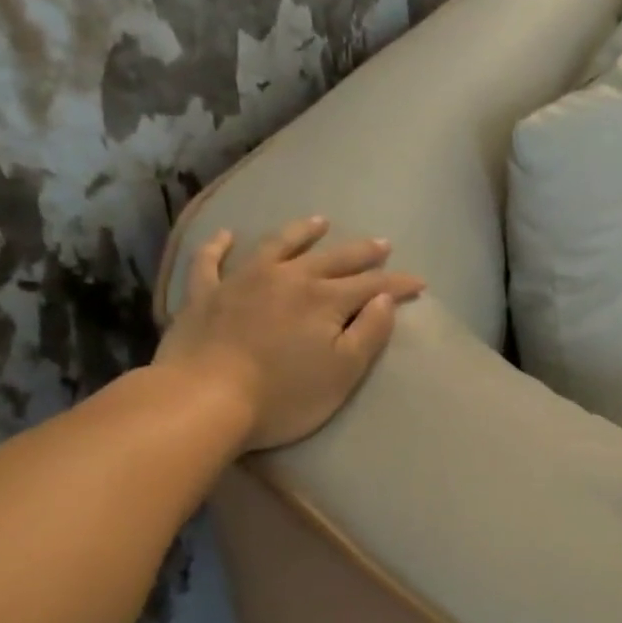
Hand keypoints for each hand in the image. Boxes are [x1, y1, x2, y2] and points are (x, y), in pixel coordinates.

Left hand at [154, 218, 423, 451]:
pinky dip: (219, 246)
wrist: (202, 400)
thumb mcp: (343, 372)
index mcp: (325, 299)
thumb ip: (370, 333)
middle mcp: (288, 278)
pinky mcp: (205, 295)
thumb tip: (384, 300)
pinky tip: (226, 235)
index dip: (398, 284)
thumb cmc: (283, 395)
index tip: (419, 283)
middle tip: (382, 244)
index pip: (373, 285)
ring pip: (278, 246)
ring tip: (319, 222)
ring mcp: (243, 281)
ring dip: (301, 233)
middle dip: (362, 252)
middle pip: (333, 259)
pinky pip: (211, 262)